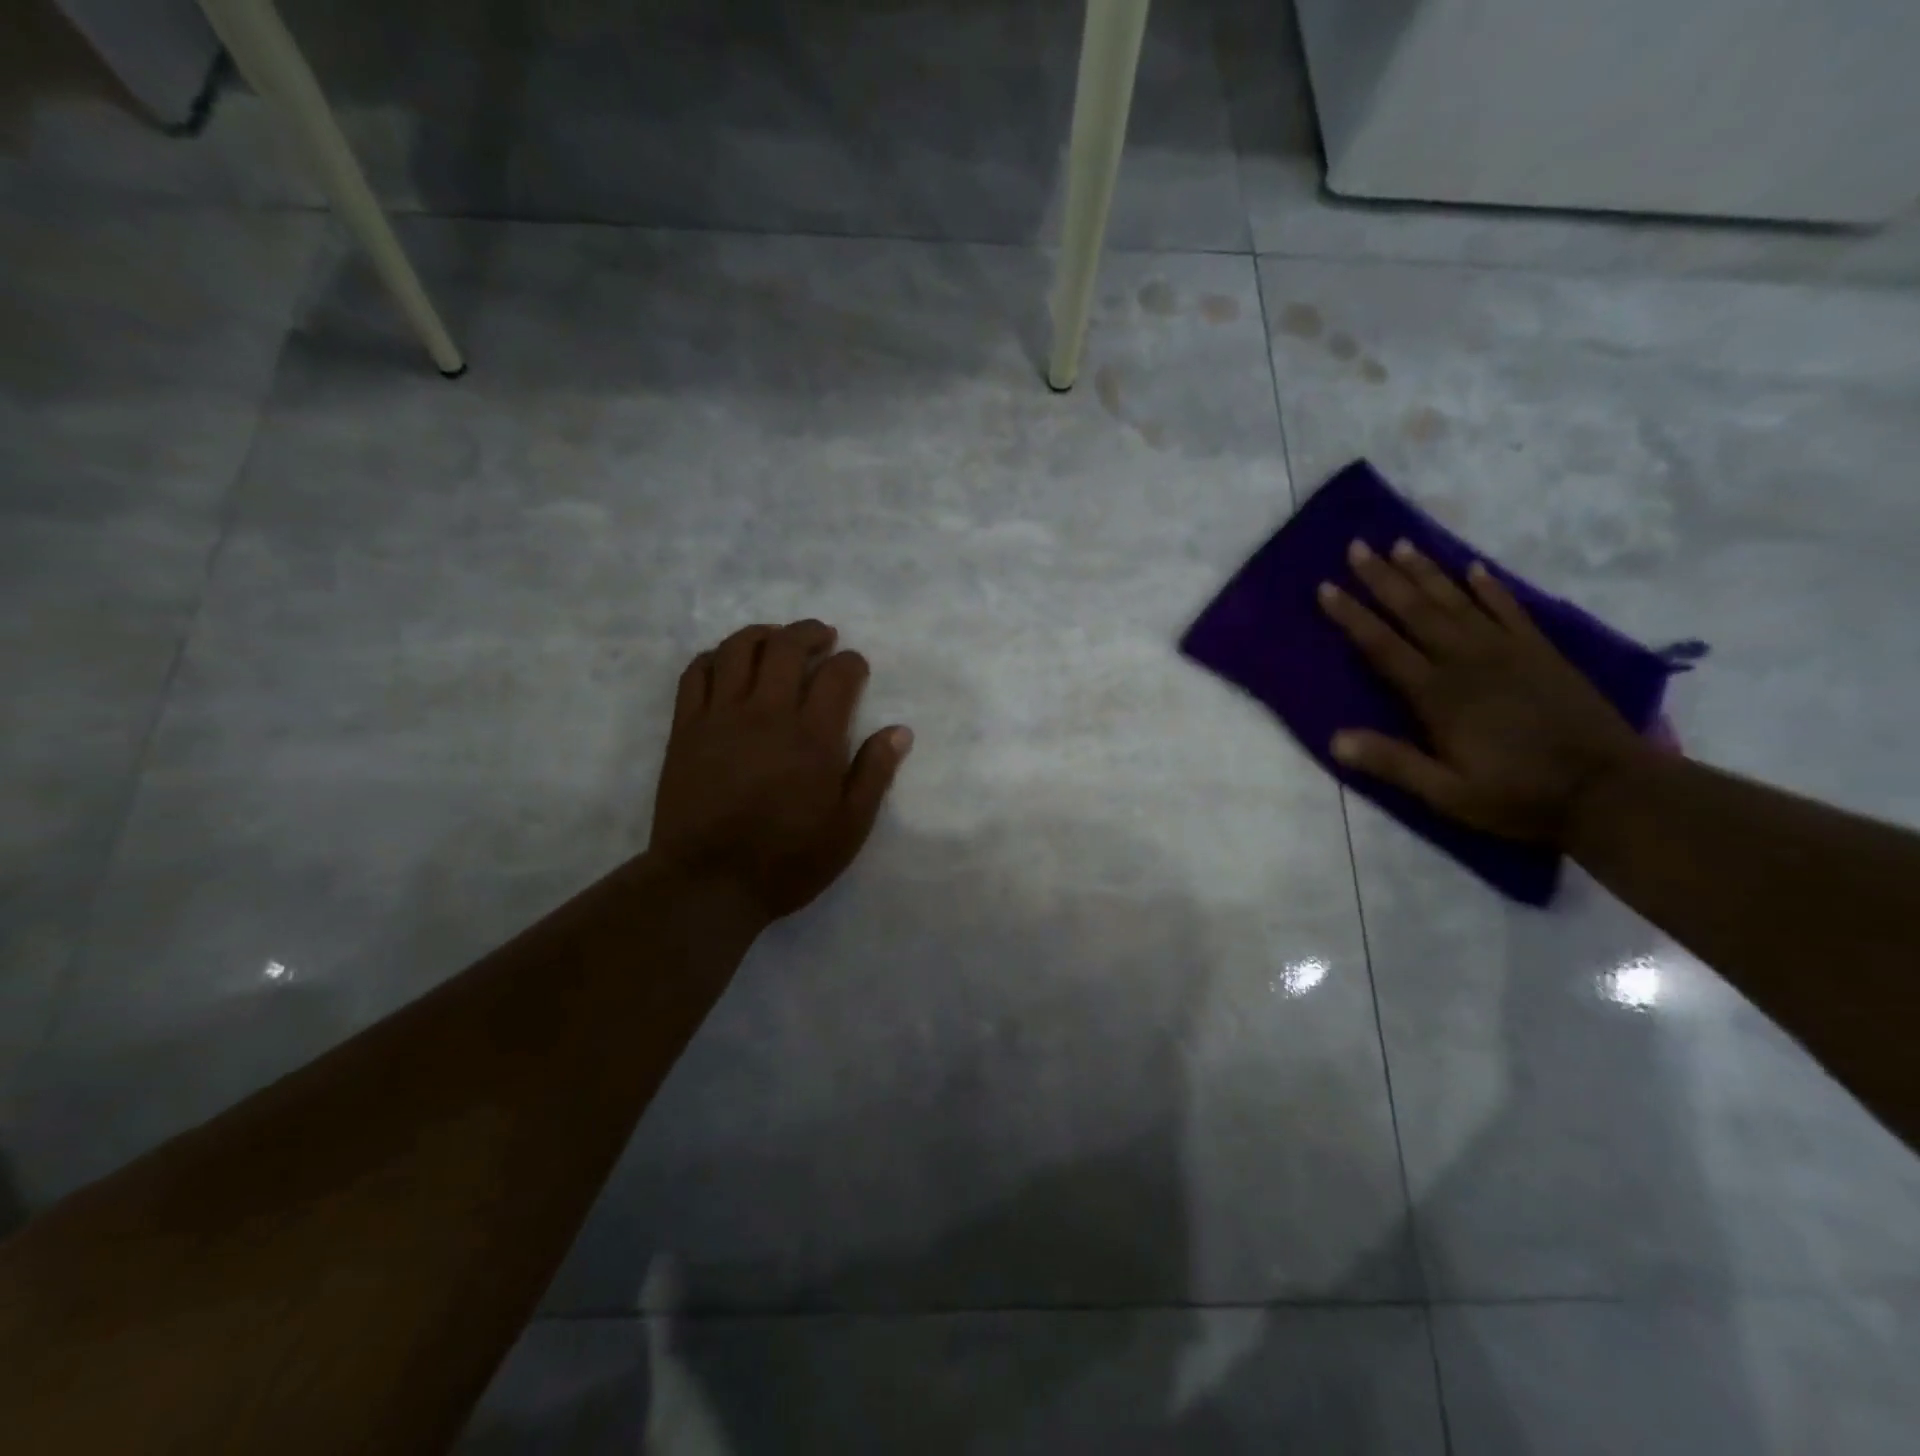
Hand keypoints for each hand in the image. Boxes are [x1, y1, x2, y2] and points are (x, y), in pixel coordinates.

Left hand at [649, 620, 912, 923]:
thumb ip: (874, 774)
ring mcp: (720, 717)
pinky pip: (696, 673)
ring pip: (739, 649)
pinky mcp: (686, 728)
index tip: (857, 666)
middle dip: (810, 633)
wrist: (708, 884)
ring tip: (777, 639)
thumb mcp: (849, 827)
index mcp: (813, 737)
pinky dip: (716, 656)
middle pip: (787, 647)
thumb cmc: (788, 860)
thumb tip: (900, 731)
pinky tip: (728, 661)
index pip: (838, 675)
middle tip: (823, 637)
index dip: (853, 662)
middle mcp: (767, 713)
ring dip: (763, 633)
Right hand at [1318, 539, 1647, 843]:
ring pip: (1457, 601)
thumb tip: (1334, 740)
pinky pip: (1509, 609)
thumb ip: (1393, 763)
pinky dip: (1489, 587)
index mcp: (1438, 695)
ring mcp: (1508, 652)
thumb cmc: (1519, 796)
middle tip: (1358, 546)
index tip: (1326, 587)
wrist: (1610, 791)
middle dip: (1383, 578)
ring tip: (1401, 543)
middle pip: (1417, 611)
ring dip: (1427, 572)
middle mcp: (1467, 662)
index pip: (1383, 646)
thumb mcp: (1447, 793)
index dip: (1352, 616)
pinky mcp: (1541, 653)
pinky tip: (1474, 567)